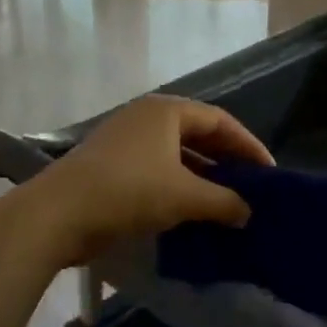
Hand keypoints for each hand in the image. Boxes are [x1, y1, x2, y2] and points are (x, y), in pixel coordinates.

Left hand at [27, 95, 272, 265]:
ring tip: (224, 201)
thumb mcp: (184, 196)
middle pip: (197, 134)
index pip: (219, 120)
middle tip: (250, 186)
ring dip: (201, 176)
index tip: (268, 172)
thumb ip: (223, 202)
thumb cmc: (128, 192)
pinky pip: (156, 168)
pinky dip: (177, 185)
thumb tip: (247, 212)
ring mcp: (125, 140)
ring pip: (176, 153)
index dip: (247, 145)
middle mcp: (146, 117)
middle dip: (225, 160)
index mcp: (167, 111)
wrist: (57, 214)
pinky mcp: (110, 164)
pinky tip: (189, 210)